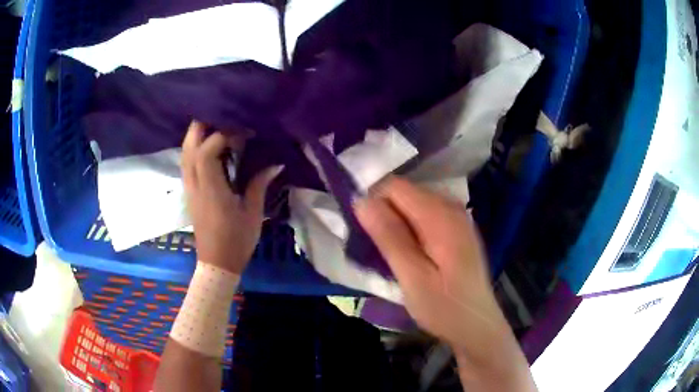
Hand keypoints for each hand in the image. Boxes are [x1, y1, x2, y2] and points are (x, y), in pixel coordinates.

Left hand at [181, 120, 282, 273]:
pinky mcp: (189, 191)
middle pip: (189, 146)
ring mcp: (189, 187)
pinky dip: (195, 147)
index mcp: (211, 190)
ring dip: (197, 134)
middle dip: (203, 125)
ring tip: (217, 125)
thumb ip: (259, 184)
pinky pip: (186, 161)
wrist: (216, 263)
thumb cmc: (236, 241)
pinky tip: (209, 145)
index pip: (207, 151)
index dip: (224, 134)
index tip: (244, 133)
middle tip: (224, 116)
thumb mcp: (253, 213)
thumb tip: (275, 163)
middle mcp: (195, 184)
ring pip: (184, 152)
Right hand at [355, 177, 532, 386]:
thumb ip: (389, 237)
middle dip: (383, 213)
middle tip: (375, 250)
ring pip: (412, 204)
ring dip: (394, 223)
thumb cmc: (444, 307)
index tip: (362, 232)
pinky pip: (424, 215)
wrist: (476, 325)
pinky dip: (409, 229)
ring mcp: (456, 217)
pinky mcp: (456, 228)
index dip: (373, 202)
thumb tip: (362, 200)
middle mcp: (451, 206)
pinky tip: (408, 254)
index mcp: (440, 215)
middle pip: (404, 193)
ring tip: (389, 255)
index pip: (394, 186)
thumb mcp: (412, 277)